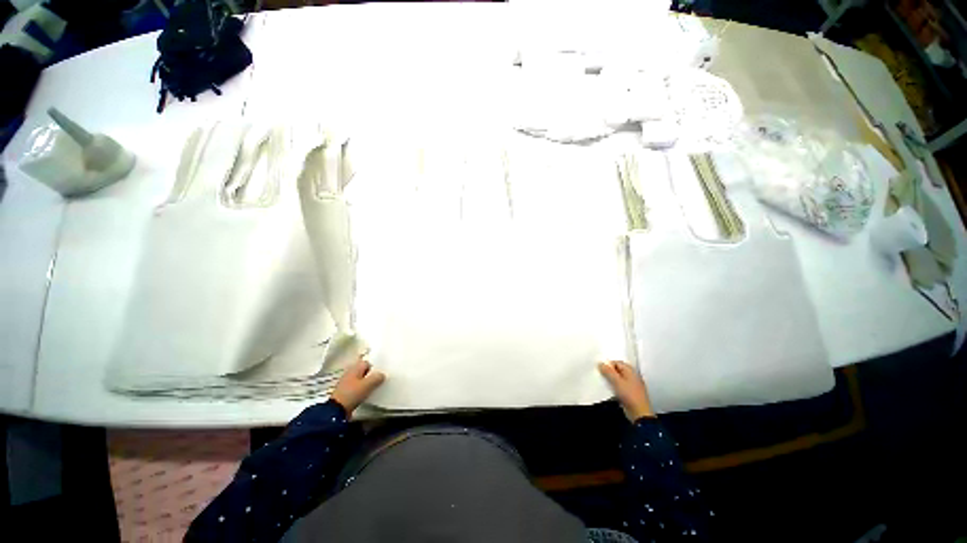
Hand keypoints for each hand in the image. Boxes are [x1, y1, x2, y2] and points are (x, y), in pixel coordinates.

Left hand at [331, 358, 385, 413]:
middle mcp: (349, 374)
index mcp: (354, 368)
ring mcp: (346, 383)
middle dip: (371, 375)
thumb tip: (382, 375)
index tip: (382, 371)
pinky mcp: (345, 393)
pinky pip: (357, 388)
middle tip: (380, 379)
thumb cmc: (352, 394)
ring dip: (367, 383)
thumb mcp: (368, 384)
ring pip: (360, 380)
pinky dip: (362, 390)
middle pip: (364, 371)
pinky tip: (367, 394)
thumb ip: (377, 377)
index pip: (367, 362)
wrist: (337, 410)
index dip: (375, 366)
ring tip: (375, 387)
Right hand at [599, 361, 654, 421]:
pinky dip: (614, 386)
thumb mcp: (616, 381)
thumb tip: (600, 363)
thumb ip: (608, 371)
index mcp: (630, 370)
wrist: (640, 413)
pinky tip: (609, 390)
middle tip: (600, 375)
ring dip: (611, 380)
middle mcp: (632, 376)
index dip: (608, 365)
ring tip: (603, 382)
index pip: (616, 362)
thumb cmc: (629, 395)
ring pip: (618, 378)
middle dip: (609, 372)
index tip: (600, 369)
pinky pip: (620, 386)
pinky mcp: (630, 393)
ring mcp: (632, 385)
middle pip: (617, 370)